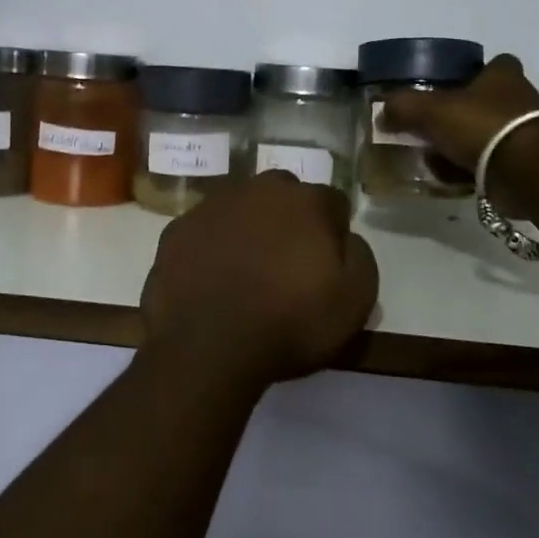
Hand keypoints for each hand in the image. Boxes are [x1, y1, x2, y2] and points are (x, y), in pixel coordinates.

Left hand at [140, 173, 378, 392]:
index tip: (327, 265)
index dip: (333, 233)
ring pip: (241, 208)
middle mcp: (258, 189)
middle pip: (284, 197)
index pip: (332, 203)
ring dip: (248, 229)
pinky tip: (211, 278)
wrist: (207, 348)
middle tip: (286, 265)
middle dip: (289, 221)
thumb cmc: (289, 324)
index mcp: (305, 201)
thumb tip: (346, 239)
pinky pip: (205, 230)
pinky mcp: (177, 228)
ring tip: (246, 272)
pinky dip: (212, 246)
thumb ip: (360, 257)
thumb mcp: (355, 302)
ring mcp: (212, 205)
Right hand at [378, 54, 538, 170]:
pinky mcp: (526, 165)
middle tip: (431, 127)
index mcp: (502, 75)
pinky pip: (490, 163)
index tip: (450, 86)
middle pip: (485, 102)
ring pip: (486, 135)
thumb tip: (384, 112)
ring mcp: (526, 133)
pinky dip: (470, 170)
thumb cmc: (480, 125)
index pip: (494, 63)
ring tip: (434, 158)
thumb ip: (403, 106)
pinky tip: (450, 178)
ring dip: (462, 146)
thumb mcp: (430, 109)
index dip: (473, 72)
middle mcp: (520, 99)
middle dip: (460, 115)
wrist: (524, 171)